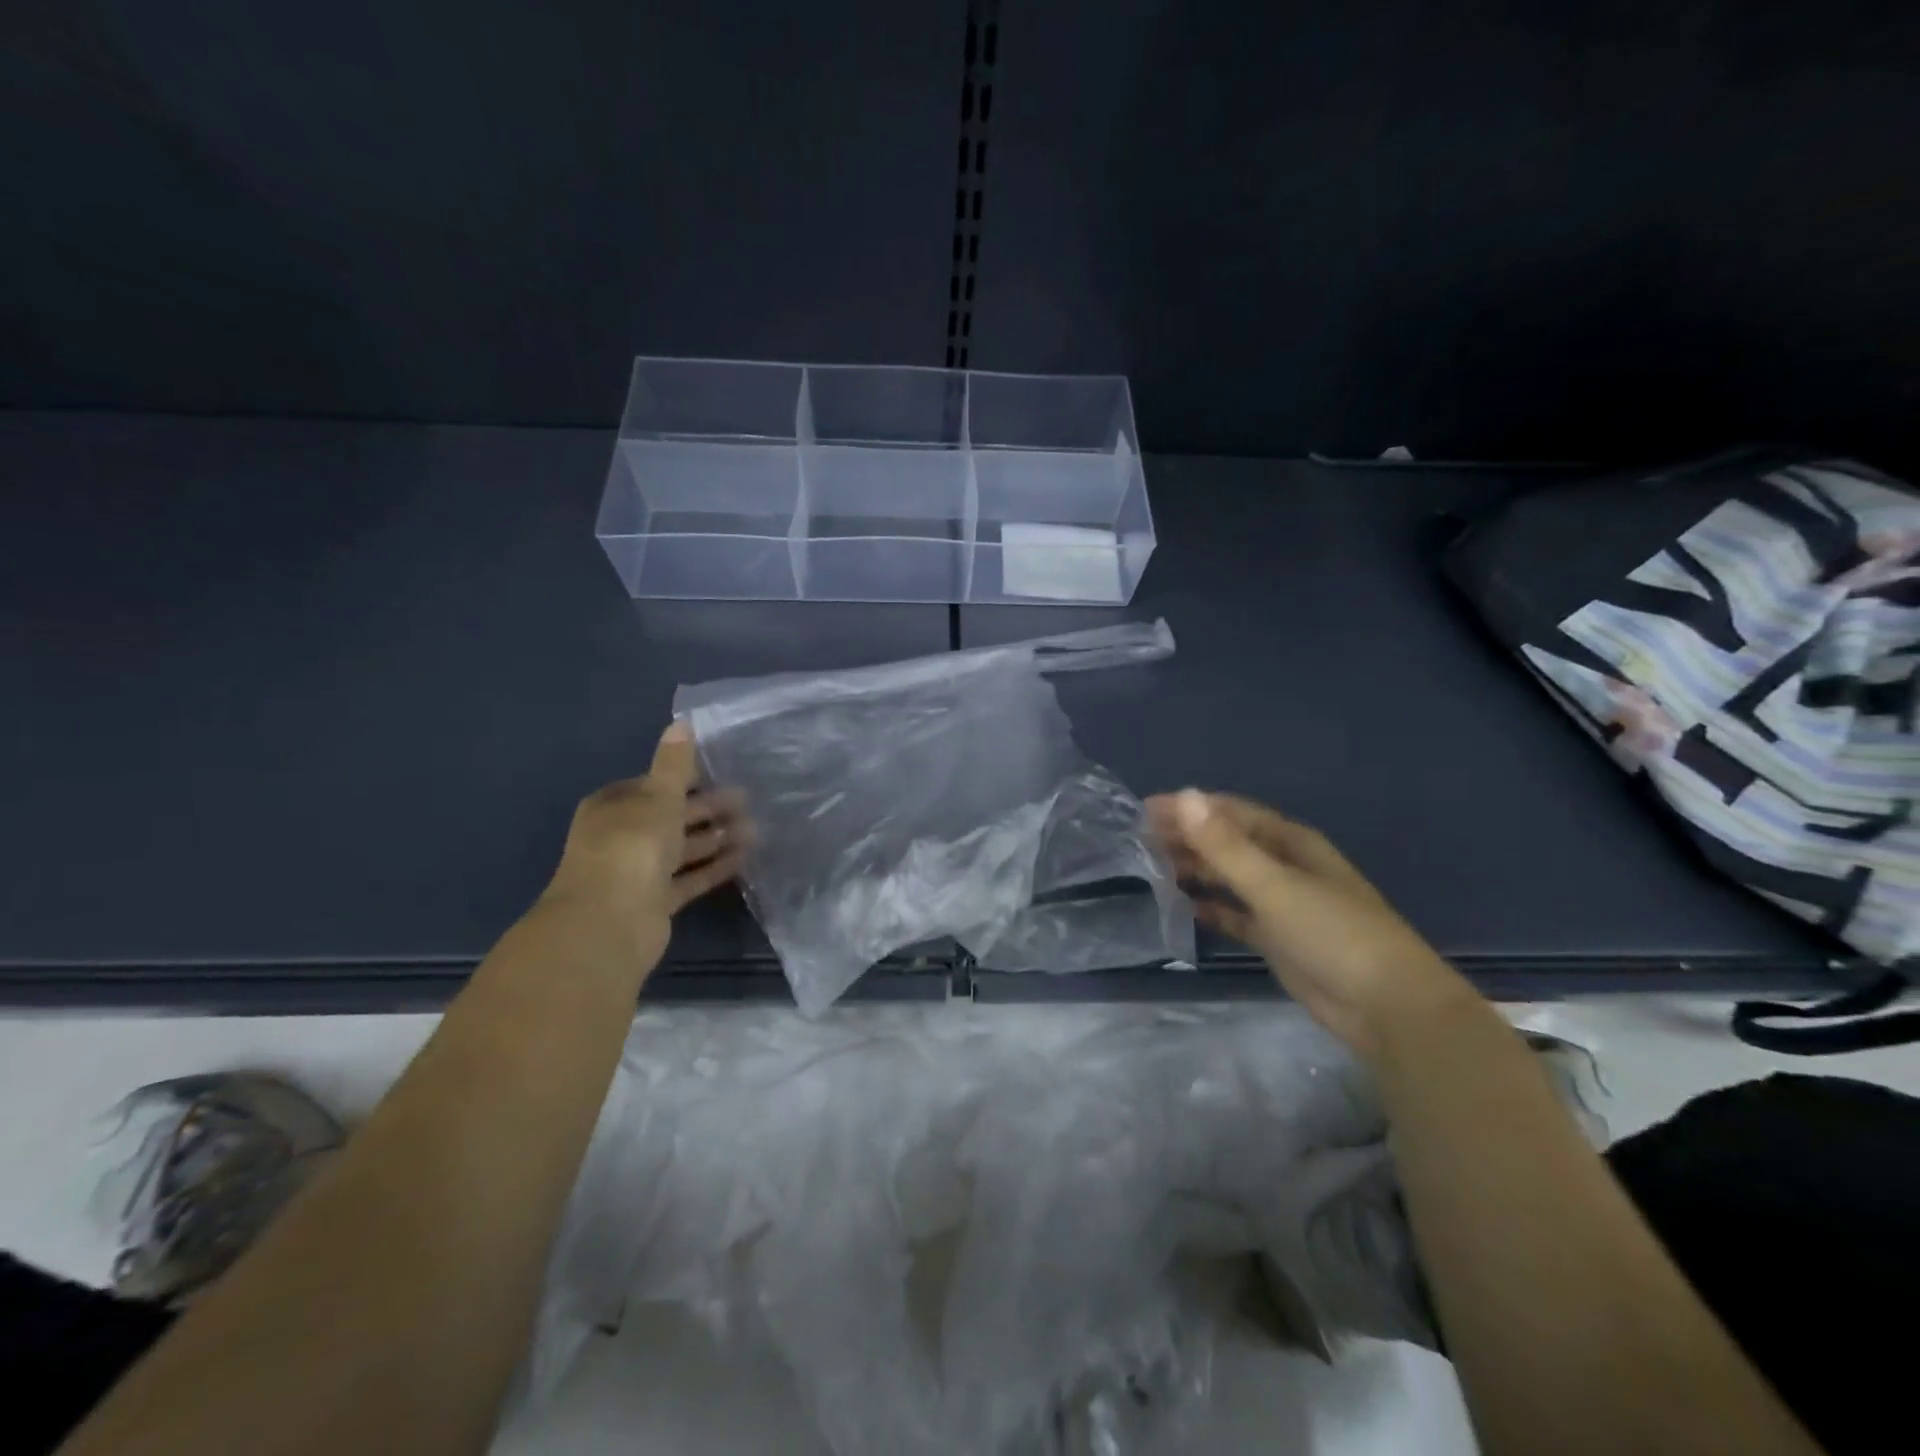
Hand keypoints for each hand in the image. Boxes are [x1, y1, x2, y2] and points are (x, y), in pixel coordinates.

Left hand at [541, 723, 748, 971]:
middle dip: (708, 810)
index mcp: (614, 807)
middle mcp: (622, 837)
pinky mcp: (655, 902)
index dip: (686, 779)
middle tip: (748, 803)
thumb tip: (682, 722)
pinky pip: (689, 879)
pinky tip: (744, 858)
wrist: (609, 923)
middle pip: (671, 817)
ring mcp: (637, 872)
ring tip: (756, 830)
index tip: (722, 774)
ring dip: (716, 839)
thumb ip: (674, 764)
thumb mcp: (657, 797)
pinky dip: (713, 868)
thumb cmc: (631, 848)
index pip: (654, 785)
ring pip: (683, 849)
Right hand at [1146, 790, 1469, 1059]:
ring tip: (1153, 868)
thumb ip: (1225, 845)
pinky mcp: (1278, 939)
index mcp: (1290, 843)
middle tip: (1140, 841)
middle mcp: (1285, 866)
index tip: (1146, 811)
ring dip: (1196, 870)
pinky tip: (1184, 907)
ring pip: (1229, 877)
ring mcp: (1282, 904)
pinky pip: (1236, 915)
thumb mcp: (1274, 885)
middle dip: (1187, 838)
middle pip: (1228, 843)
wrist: (1387, 1007)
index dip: (1189, 808)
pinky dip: (1212, 908)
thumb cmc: (1333, 933)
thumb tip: (1183, 796)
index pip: (1230, 814)